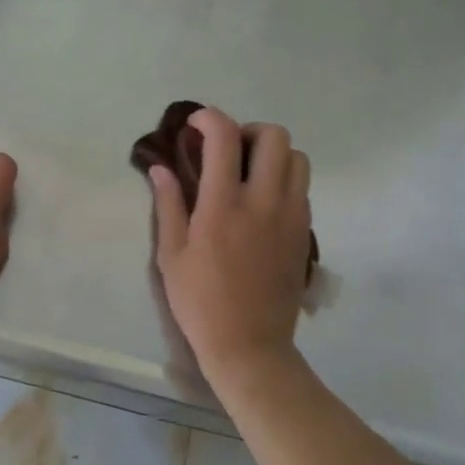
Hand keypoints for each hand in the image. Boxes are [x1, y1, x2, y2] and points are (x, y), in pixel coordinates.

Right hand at [148, 108, 312, 390]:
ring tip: (249, 174)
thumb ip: (168, 204)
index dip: (210, 118)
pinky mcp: (304, 233)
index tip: (196, 125)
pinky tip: (262, 203)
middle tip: (229, 151)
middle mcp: (263, 202)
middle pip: (274, 136)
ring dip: (273, 154)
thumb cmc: (200, 302)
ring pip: (298, 158)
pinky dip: (284, 180)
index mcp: (223, 205)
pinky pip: (302, 188)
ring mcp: (290, 216)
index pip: (225, 137)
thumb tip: (160, 167)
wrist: (250, 346)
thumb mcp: (171, 255)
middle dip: (249, 131)